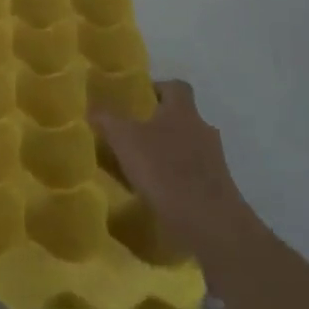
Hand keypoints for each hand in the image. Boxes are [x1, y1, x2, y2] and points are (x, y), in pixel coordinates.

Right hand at [90, 80, 241, 263]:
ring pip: (187, 147)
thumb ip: (107, 120)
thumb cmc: (164, 169)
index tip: (137, 100)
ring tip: (141, 168)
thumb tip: (91, 105)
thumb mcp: (124, 140)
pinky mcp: (217, 188)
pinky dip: (176, 178)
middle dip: (158, 124)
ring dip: (168, 153)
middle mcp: (203, 129)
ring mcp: (214, 160)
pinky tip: (157, 193)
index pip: (175, 86)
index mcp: (183, 110)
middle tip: (131, 136)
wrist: (209, 222)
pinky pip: (192, 174)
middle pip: (181, 118)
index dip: (157, 89)